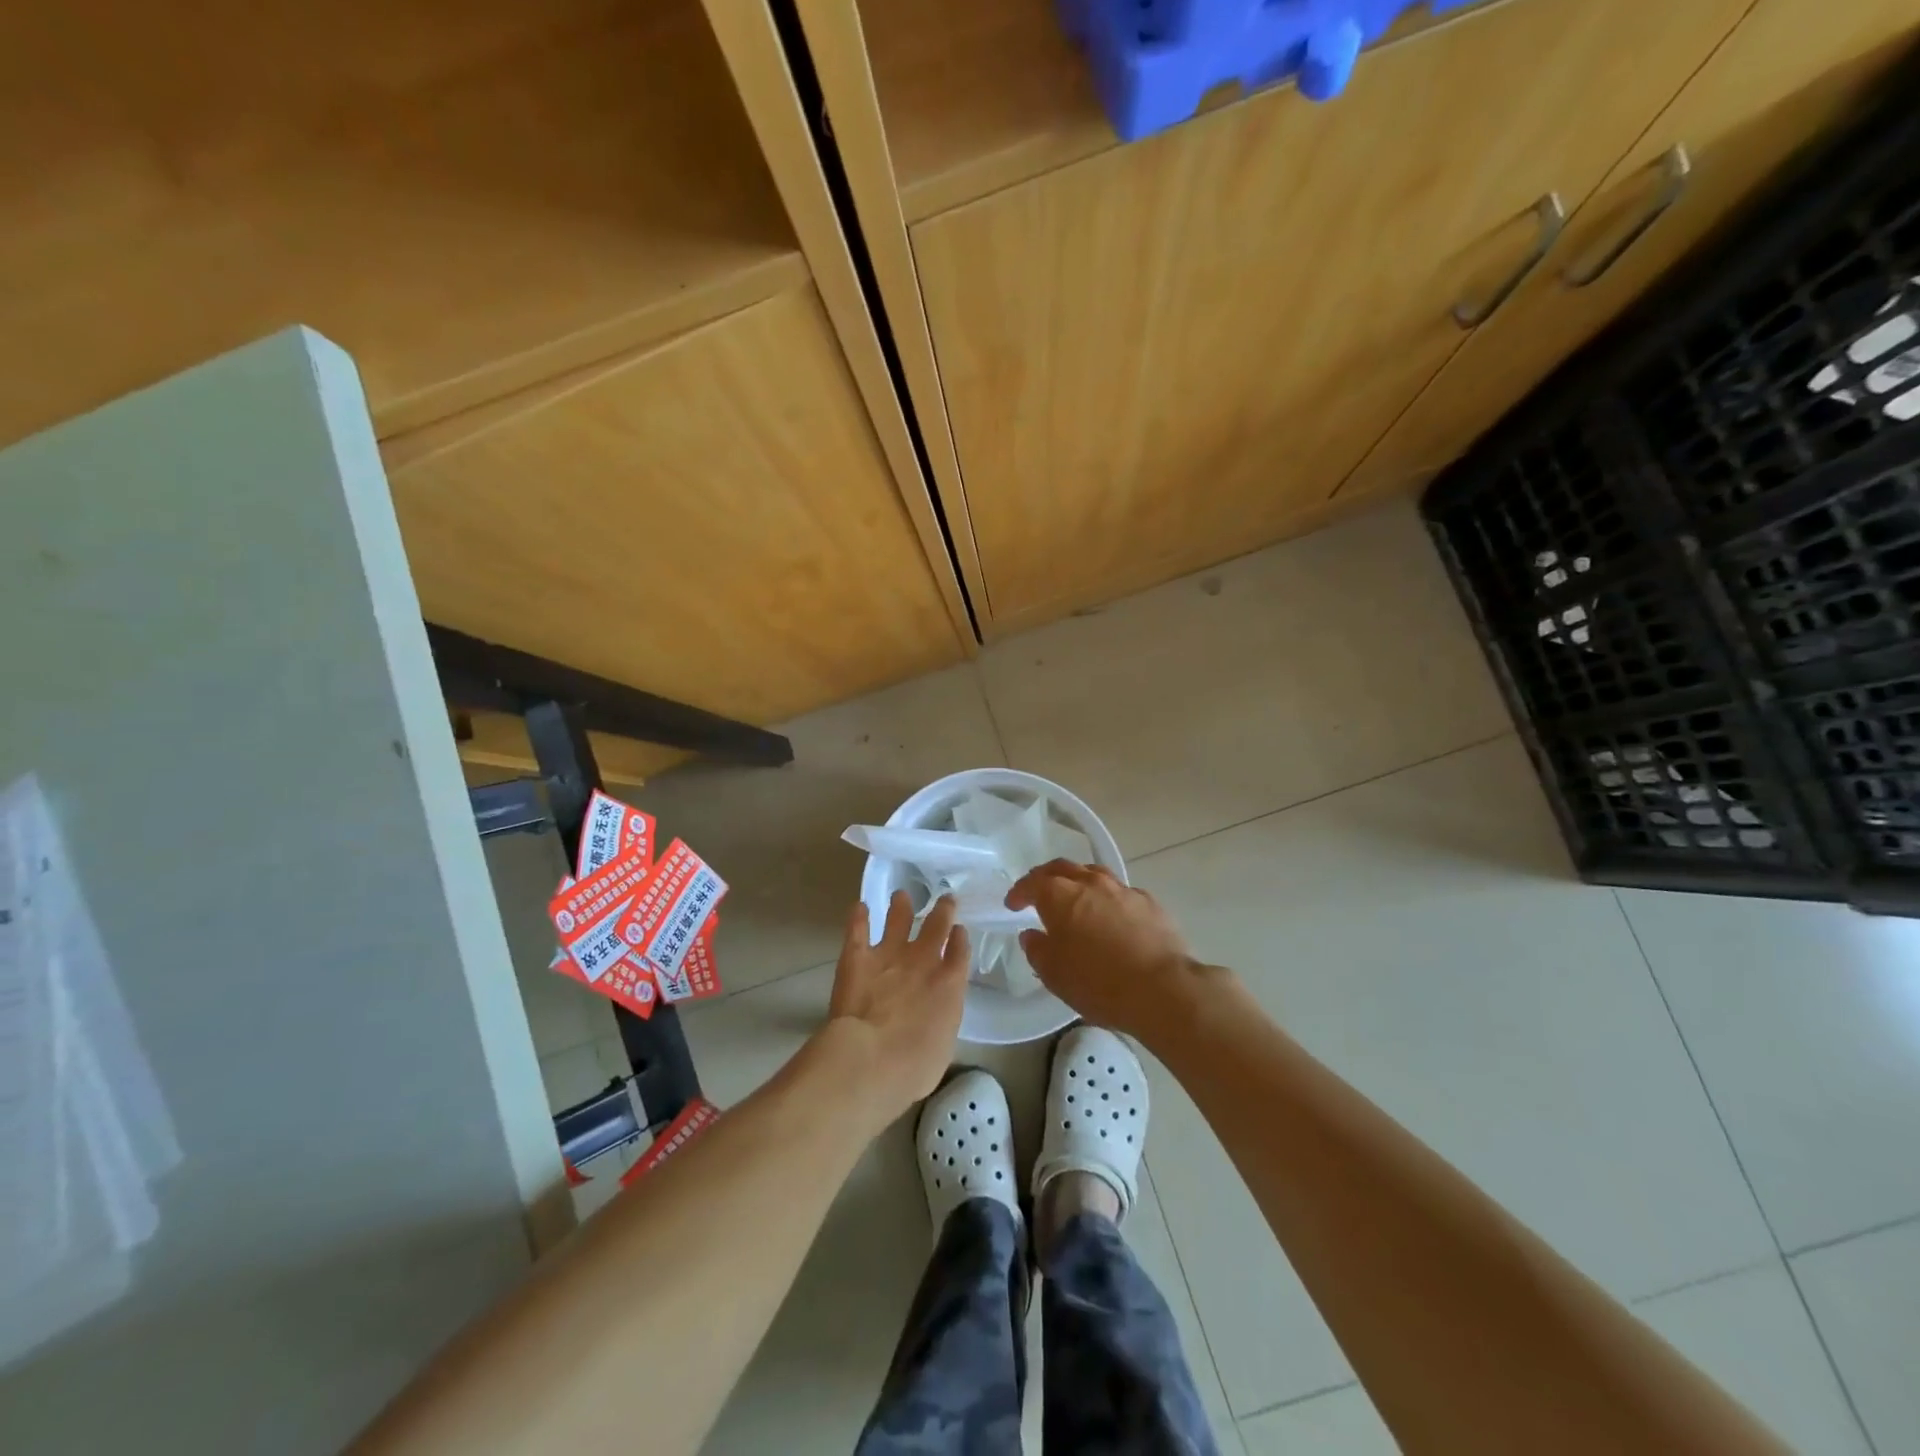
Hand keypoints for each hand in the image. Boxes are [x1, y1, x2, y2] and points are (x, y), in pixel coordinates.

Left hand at [825, 891, 969, 1125]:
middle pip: (937, 925)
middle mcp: (923, 961)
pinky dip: (858, 917)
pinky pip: (858, 929)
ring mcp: (889, 954)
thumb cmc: (913, 1066)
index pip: (960, 951)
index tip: (959, 929)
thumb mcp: (942, 1046)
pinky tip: (858, 907)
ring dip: (901, 906)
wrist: (871, 1058)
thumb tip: (933, 1016)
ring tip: (901, 895)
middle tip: (945, 898)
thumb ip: (940, 1021)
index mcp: (949, 984)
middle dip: (942, 910)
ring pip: (898, 919)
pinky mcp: (857, 957)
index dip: (960, 937)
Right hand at [1006, 861, 1208, 1041]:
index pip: (1033, 883)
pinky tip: (1111, 917)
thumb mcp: (1054, 974)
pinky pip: (1121, 893)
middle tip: (1038, 892)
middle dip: (1046, 877)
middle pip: (1063, 868)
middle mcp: (1091, 883)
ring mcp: (1123, 890)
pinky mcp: (1149, 903)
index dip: (1019, 892)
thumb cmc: (1098, 982)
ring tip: (1075, 898)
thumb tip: (1032, 935)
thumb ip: (1037, 950)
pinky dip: (1108, 899)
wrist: (1162, 989)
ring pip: (1094, 874)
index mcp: (1060, 896)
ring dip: (1079, 882)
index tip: (1012, 904)